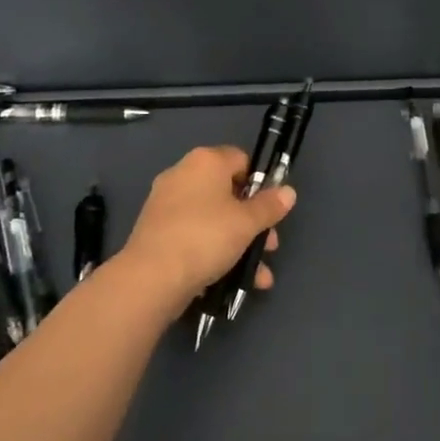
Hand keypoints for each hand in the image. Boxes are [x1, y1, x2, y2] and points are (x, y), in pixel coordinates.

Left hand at [118, 145, 295, 300]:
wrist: (151, 277)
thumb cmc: (206, 237)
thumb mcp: (247, 223)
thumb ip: (269, 206)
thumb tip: (288, 191)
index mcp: (205, 161)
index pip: (241, 160)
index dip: (260, 184)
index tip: (270, 210)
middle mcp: (183, 174)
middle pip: (228, 192)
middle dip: (252, 221)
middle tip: (268, 246)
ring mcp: (166, 203)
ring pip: (213, 219)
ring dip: (238, 244)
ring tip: (257, 276)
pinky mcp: (156, 231)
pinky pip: (194, 235)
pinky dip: (213, 252)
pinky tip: (230, 280)